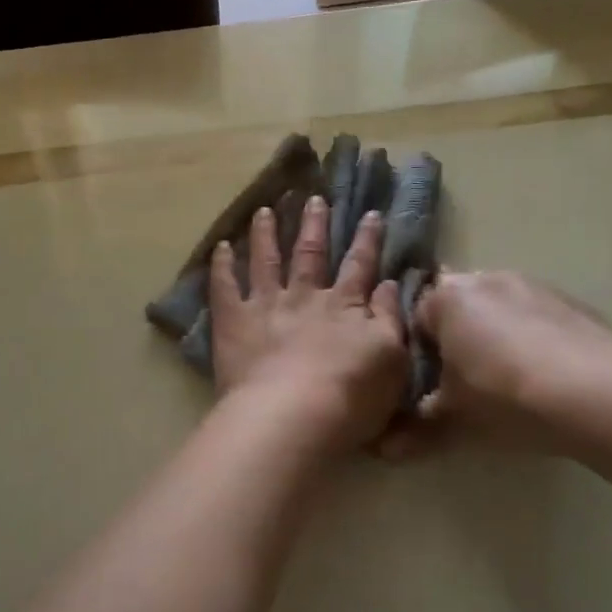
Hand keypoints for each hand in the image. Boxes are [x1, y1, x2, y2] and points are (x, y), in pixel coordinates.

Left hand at [210, 197, 407, 456]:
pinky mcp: (233, 320)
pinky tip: (220, 246)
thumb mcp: (392, 358)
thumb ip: (389, 317)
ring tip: (264, 210)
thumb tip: (389, 283)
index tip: (371, 213)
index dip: (367, 239)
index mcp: (345, 306)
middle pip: (311, 254)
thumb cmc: (351, 396)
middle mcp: (305, 296)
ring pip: (266, 260)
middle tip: (314, 198)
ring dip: (266, 233)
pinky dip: (221, 265)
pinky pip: (224, 286)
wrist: (294, 414)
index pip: (360, 265)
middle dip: (315, 225)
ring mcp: (266, 304)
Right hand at [413, 270, 611, 449]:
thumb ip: (418, 428)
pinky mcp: (572, 302)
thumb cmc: (504, 395)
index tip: (430, 385)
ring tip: (511, 383)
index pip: (414, 319)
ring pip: (500, 311)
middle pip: (459, 309)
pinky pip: (537, 320)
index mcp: (445, 298)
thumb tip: (385, 449)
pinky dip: (535, 341)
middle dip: (459, 340)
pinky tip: (547, 378)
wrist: (599, 392)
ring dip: (498, 338)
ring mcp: (531, 286)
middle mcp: (484, 279)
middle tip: (467, 384)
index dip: (418, 354)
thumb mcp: (453, 418)